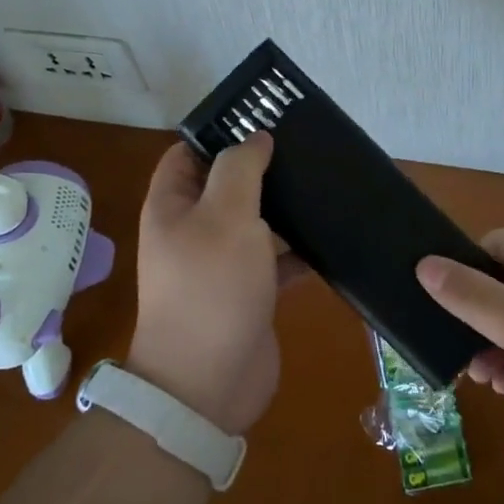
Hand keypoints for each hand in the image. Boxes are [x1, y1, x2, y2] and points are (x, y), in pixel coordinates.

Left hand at [127, 134, 297, 435]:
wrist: (208, 384)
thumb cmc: (211, 287)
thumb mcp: (225, 214)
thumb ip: (240, 168)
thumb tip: (256, 138)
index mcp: (173, 205)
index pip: (189, 153)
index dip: (218, 133)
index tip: (262, 119)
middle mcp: (193, 229)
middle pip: (227, 184)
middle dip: (262, 167)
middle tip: (304, 147)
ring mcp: (222, 262)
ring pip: (255, 220)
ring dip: (284, 207)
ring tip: (325, 181)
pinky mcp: (250, 291)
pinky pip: (276, 258)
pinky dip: (299, 248)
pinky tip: (331, 235)